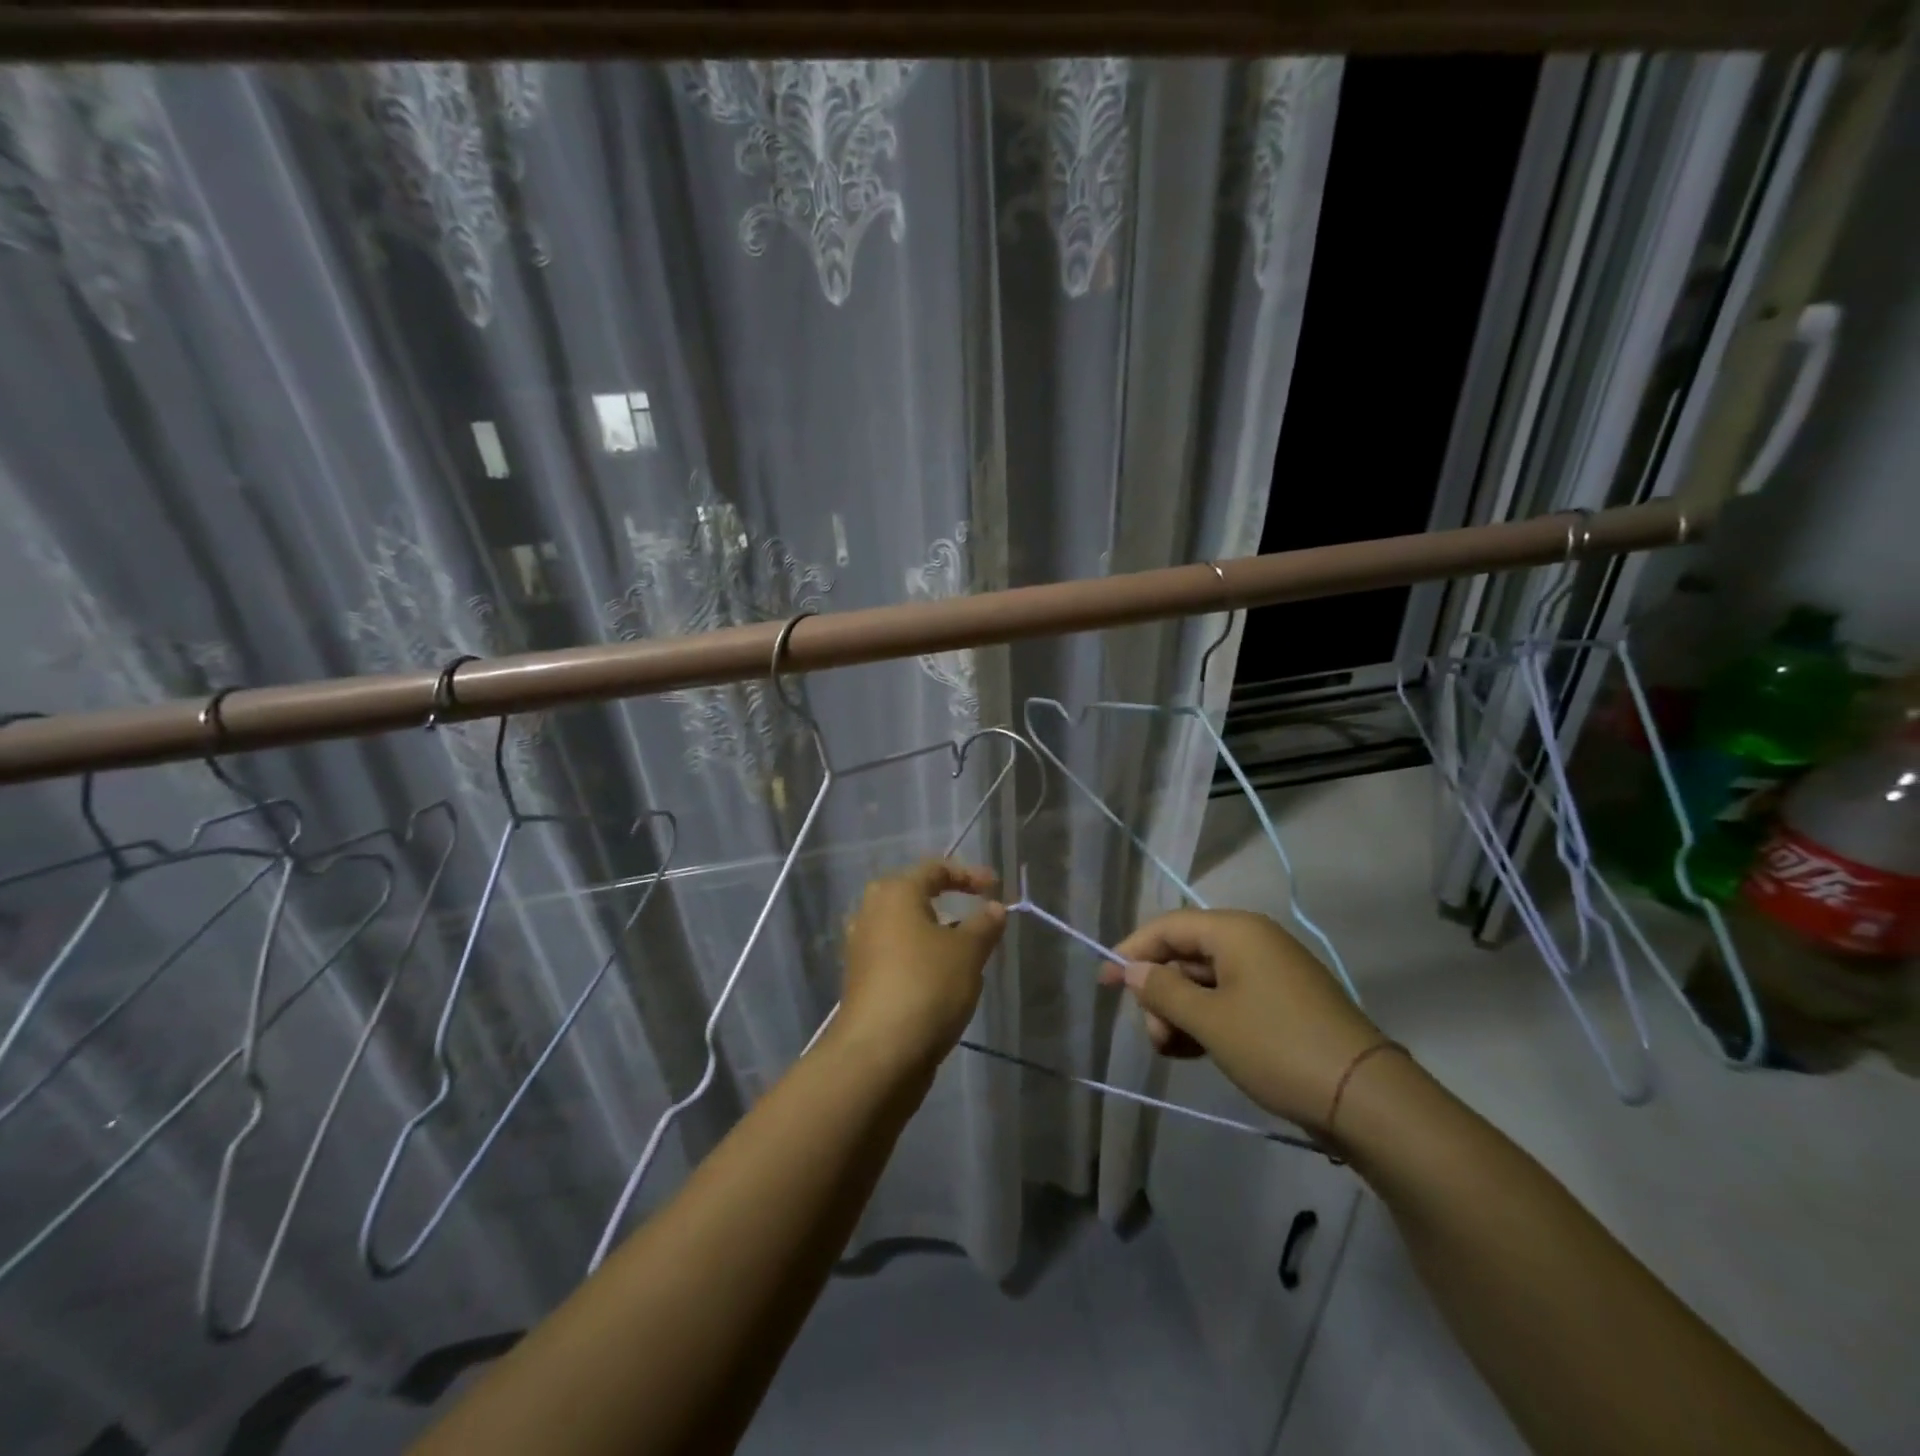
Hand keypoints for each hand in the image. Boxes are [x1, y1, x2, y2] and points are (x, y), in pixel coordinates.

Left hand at [839, 860, 1006, 1063]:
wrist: (878, 1053)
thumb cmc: (927, 986)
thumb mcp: (968, 952)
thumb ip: (984, 925)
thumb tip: (995, 908)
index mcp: (894, 892)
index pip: (935, 868)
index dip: (969, 875)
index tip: (996, 888)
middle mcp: (870, 912)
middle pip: (915, 896)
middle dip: (949, 903)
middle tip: (978, 915)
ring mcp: (861, 947)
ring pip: (905, 928)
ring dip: (935, 934)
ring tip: (965, 950)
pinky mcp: (861, 979)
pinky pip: (897, 955)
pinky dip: (920, 958)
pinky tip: (942, 979)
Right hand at [1103, 909, 1381, 1131]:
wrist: (1366, 1099)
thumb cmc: (1277, 1047)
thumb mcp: (1209, 1021)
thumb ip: (1163, 990)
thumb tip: (1130, 969)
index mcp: (1235, 931)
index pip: (1167, 927)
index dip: (1131, 951)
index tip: (1104, 983)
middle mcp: (1253, 942)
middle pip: (1185, 954)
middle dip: (1160, 994)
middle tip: (1154, 1036)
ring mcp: (1271, 973)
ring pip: (1205, 982)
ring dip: (1180, 1013)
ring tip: (1173, 1052)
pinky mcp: (1283, 1004)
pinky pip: (1230, 1001)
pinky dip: (1207, 1022)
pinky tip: (1195, 1053)